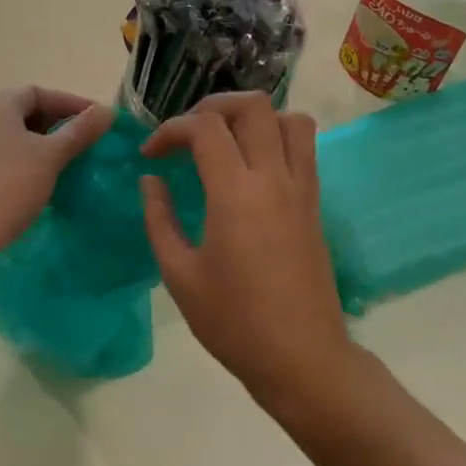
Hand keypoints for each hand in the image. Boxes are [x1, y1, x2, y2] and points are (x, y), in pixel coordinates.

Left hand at [0, 87, 112, 263]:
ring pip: (11, 137)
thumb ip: (80, 131)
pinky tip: (38, 183)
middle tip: (83, 142)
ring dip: (39, 145)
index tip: (96, 120)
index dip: (70, 103)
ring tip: (65, 164)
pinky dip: (22, 162)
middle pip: (22, 112)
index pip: (37, 92)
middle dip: (55, 124)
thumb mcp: (51, 156)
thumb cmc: (10, 184)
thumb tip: (107, 111)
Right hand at [140, 94, 357, 413]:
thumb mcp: (180, 276)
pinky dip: (277, 136)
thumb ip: (159, 219)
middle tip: (188, 133)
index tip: (151, 156)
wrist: (303, 359)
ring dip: (253, 117)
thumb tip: (151, 180)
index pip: (204, 128)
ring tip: (225, 140)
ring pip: (289, 118)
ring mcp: (301, 188)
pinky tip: (251, 166)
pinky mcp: (314, 203)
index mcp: (235, 194)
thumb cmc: (234, 322)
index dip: (170, 130)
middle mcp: (273, 179)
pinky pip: (303, 147)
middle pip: (253, 106)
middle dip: (213, 106)